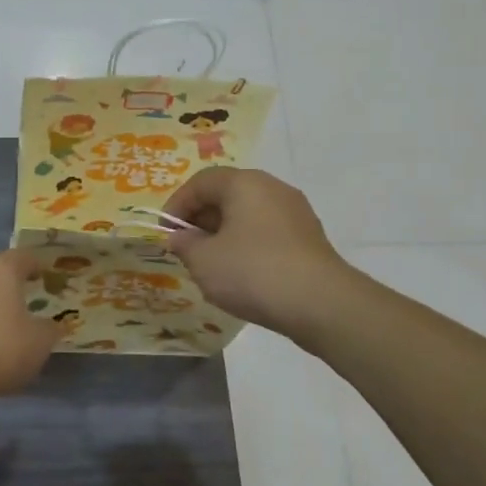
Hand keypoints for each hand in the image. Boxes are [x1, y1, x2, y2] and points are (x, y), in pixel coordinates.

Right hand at [163, 168, 354, 343]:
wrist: (320, 303)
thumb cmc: (252, 272)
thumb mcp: (204, 261)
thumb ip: (185, 244)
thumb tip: (181, 237)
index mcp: (244, 183)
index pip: (201, 182)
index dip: (177, 205)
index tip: (165, 232)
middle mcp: (272, 188)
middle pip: (227, 194)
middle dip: (201, 219)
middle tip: (186, 247)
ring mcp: (295, 212)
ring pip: (248, 214)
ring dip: (224, 233)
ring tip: (211, 263)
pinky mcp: (309, 238)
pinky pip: (267, 232)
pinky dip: (248, 245)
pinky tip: (242, 273)